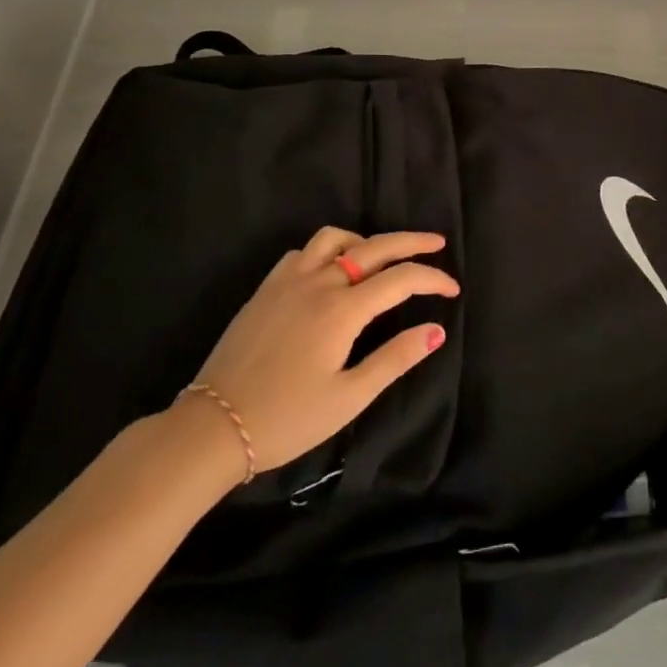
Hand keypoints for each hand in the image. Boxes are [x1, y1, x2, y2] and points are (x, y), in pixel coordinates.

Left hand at [181, 227, 457, 479]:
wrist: (212, 428)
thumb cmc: (287, 419)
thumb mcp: (349, 397)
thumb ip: (395, 359)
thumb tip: (436, 330)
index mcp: (342, 310)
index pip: (401, 279)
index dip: (433, 279)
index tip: (453, 290)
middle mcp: (318, 282)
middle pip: (375, 246)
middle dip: (412, 241)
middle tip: (438, 242)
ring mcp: (288, 280)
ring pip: (335, 238)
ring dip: (366, 241)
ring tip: (381, 258)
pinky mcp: (266, 288)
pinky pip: (304, 251)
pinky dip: (329, 250)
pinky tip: (332, 271)